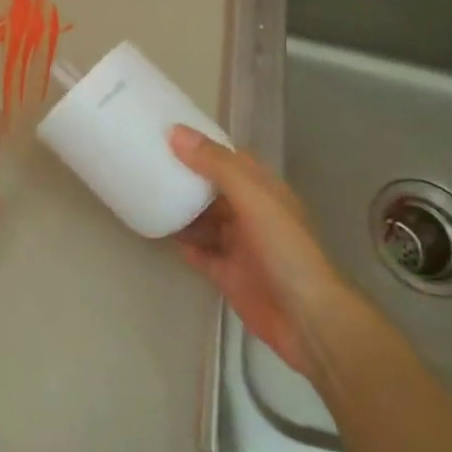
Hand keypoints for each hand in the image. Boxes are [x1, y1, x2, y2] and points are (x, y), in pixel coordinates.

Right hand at [169, 126, 351, 379]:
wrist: (306, 319)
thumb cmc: (285, 251)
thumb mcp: (254, 199)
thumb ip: (217, 166)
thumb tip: (176, 132)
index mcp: (265, 192)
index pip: (232, 160)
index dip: (204, 146)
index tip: (168, 135)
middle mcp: (252, 214)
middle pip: (213, 190)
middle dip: (186, 178)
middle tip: (147, 164)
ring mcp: (239, 246)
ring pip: (204, 220)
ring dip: (180, 210)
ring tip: (145, 194)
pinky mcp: (226, 274)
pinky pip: (198, 252)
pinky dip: (181, 242)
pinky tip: (157, 232)